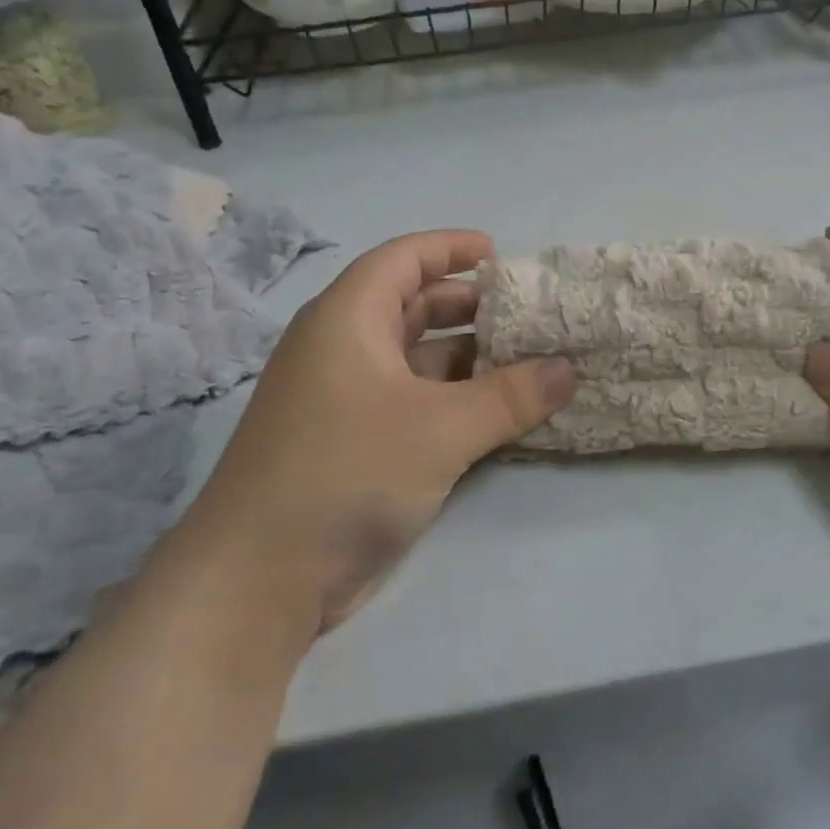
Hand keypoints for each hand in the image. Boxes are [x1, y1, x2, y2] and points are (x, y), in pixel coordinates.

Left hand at [174, 230, 575, 643]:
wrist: (259, 581)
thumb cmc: (347, 474)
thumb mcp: (441, 428)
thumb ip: (512, 396)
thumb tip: (569, 369)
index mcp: (347, 321)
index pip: (401, 260)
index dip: (449, 248)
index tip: (499, 252)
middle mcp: (342, 351)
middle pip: (411, 307)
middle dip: (469, 307)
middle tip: (527, 315)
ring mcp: (347, 401)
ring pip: (417, 361)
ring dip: (469, 360)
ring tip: (529, 363)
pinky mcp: (355, 446)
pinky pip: (415, 404)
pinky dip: (456, 401)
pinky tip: (498, 413)